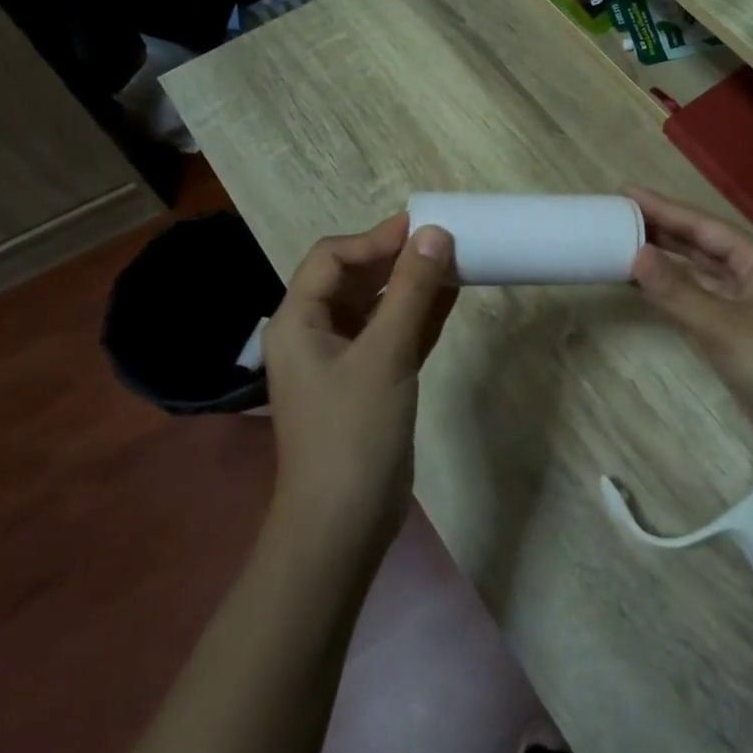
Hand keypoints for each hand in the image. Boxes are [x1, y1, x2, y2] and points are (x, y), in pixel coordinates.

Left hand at [262, 215, 456, 547]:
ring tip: (455, 262)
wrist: (343, 525)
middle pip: (354, 279)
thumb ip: (411, 291)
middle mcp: (315, 334)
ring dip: (412, 285)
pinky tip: (451, 297)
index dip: (375, 238)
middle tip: (444, 240)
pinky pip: (393, 335)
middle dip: (397, 258)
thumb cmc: (353, 431)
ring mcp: (343, 361)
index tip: (422, 228)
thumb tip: (435, 234)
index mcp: (298, 322)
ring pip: (378, 307)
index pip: (332, 258)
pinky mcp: (369, 383)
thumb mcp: (385, 354)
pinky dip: (419, 316)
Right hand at [625, 186, 752, 499]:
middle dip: (661, 228)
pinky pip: (696, 301)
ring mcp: (743, 306)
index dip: (664, 207)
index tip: (626, 192)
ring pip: (697, 272)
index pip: (703, 226)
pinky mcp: (735, 334)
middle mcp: (751, 276)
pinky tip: (646, 286)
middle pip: (699, 244)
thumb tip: (636, 254)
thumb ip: (678, 292)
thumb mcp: (725, 328)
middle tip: (617, 215)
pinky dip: (670, 292)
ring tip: (623, 242)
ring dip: (664, 259)